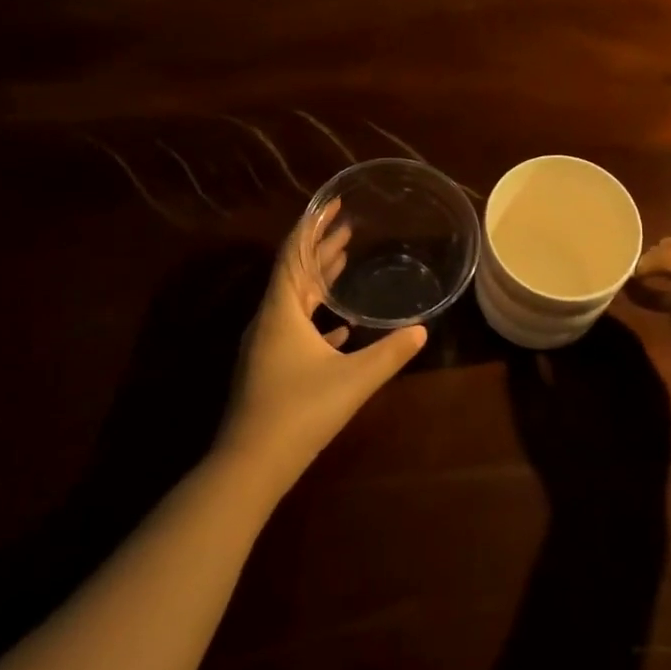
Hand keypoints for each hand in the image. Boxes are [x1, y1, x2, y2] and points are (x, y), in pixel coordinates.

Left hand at [218, 203, 426, 491]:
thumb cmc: (299, 412)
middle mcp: (269, 320)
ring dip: (319, 280)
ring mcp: (266, 346)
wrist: (249, 466)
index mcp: (281, 310)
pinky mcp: (269, 369)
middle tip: (348, 226)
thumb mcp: (353, 380)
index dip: (314, 225)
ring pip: (295, 301)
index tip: (334, 203)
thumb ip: (389, 353)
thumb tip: (421, 330)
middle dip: (321, 247)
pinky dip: (316, 318)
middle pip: (295, 273)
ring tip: (344, 260)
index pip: (295, 253)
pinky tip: (339, 327)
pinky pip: (294, 329)